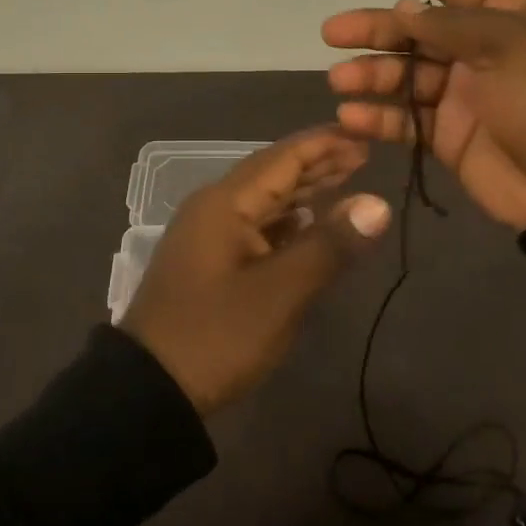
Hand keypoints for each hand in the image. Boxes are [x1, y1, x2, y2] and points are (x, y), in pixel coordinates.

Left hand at [122, 127, 391, 414]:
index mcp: (225, 203)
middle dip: (316, 164)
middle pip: (272, 175)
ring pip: (263, 202)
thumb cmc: (216, 335)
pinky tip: (307, 224)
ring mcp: (208, 236)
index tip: (363, 136)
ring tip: (344, 182)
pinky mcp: (209, 263)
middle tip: (362, 156)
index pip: (282, 157)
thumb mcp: (279, 293)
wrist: (149, 389)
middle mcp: (214, 208)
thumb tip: (376, 203)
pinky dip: (286, 221)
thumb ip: (329, 245)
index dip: (324, 144)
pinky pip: (254, 227)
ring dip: (302, 192)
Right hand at [322, 0, 525, 231]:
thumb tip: (403, 11)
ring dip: (371, 75)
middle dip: (376, 29)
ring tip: (340, 80)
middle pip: (419, 31)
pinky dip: (378, 118)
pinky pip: (407, 121)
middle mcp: (485, 50)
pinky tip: (351, 116)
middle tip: (333, 32)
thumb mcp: (510, 45)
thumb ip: (450, 25)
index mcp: (512, 16)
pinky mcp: (452, 138)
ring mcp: (467, 96)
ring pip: (406, 76)